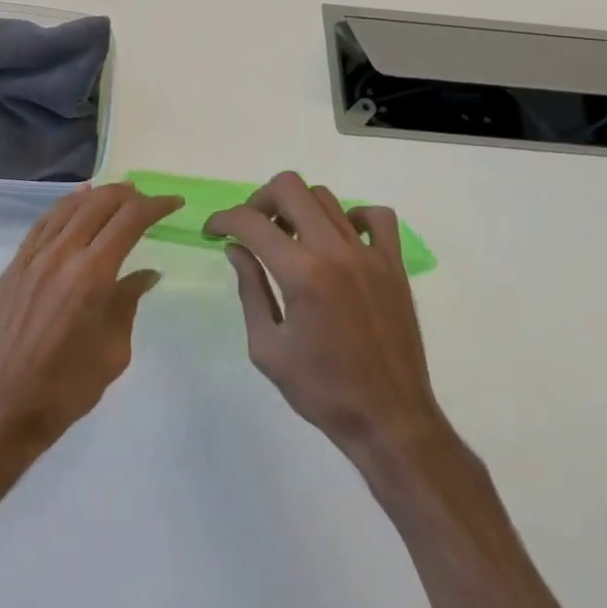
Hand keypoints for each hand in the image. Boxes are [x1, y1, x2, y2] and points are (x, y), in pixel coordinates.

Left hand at [0, 183, 181, 467]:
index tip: (174, 204)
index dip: (155, 206)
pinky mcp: (13, 267)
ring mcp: (32, 258)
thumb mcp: (112, 352)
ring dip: (97, 195)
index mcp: (91, 275)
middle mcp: (61, 255)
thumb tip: (146, 274)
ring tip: (118, 192)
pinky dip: (64, 206)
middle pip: (99, 205)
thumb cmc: (64, 389)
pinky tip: (75, 202)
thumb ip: (128, 303)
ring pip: (68, 208)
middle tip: (148, 199)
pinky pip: (42, 224)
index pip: (129, 222)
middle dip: (128, 195)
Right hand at [206, 172, 445, 468]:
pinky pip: (376, 217)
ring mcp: (369, 254)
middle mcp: (335, 251)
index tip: (213, 232)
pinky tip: (338, 242)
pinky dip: (351, 217)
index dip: (223, 219)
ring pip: (326, 198)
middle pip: (290, 187)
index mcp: (302, 274)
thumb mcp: (267, 347)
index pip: (250, 222)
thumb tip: (237, 249)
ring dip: (298, 209)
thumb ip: (250, 289)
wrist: (389, 419)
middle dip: (259, 201)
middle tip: (252, 230)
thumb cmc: (321, 390)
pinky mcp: (394, 265)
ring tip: (289, 239)